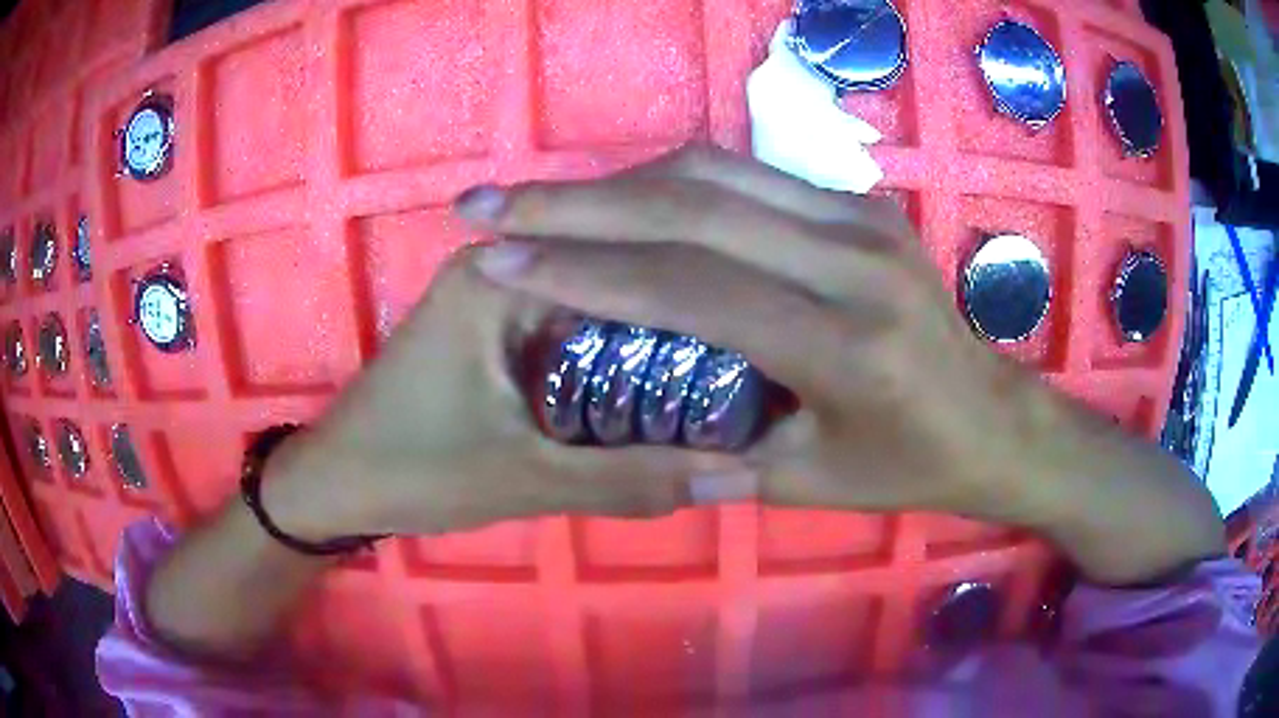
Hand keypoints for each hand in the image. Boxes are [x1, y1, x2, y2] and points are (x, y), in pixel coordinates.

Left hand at [261, 249, 748, 540]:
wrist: (340, 484)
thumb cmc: (413, 470)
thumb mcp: (527, 480)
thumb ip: (632, 479)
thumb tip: (736, 475)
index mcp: (502, 276)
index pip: (623, 259)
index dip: (697, 297)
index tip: (760, 339)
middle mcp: (503, 263)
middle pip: (613, 275)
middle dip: (680, 318)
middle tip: (754, 361)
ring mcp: (497, 292)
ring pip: (597, 303)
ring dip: (650, 337)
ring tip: (727, 369)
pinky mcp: (494, 325)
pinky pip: (574, 326)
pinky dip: (615, 353)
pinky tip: (662, 383)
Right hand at [456, 146, 1029, 515]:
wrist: (991, 417)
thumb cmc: (907, 465)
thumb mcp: (808, 480)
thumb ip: (715, 446)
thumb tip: (624, 415)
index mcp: (845, 344)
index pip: (688, 287)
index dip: (582, 271)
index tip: (497, 258)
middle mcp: (853, 258)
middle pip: (690, 206)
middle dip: (573, 204)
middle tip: (491, 206)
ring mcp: (861, 215)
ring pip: (712, 174)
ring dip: (613, 183)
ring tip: (538, 202)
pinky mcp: (860, 201)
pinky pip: (746, 176)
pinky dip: (671, 182)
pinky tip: (619, 199)